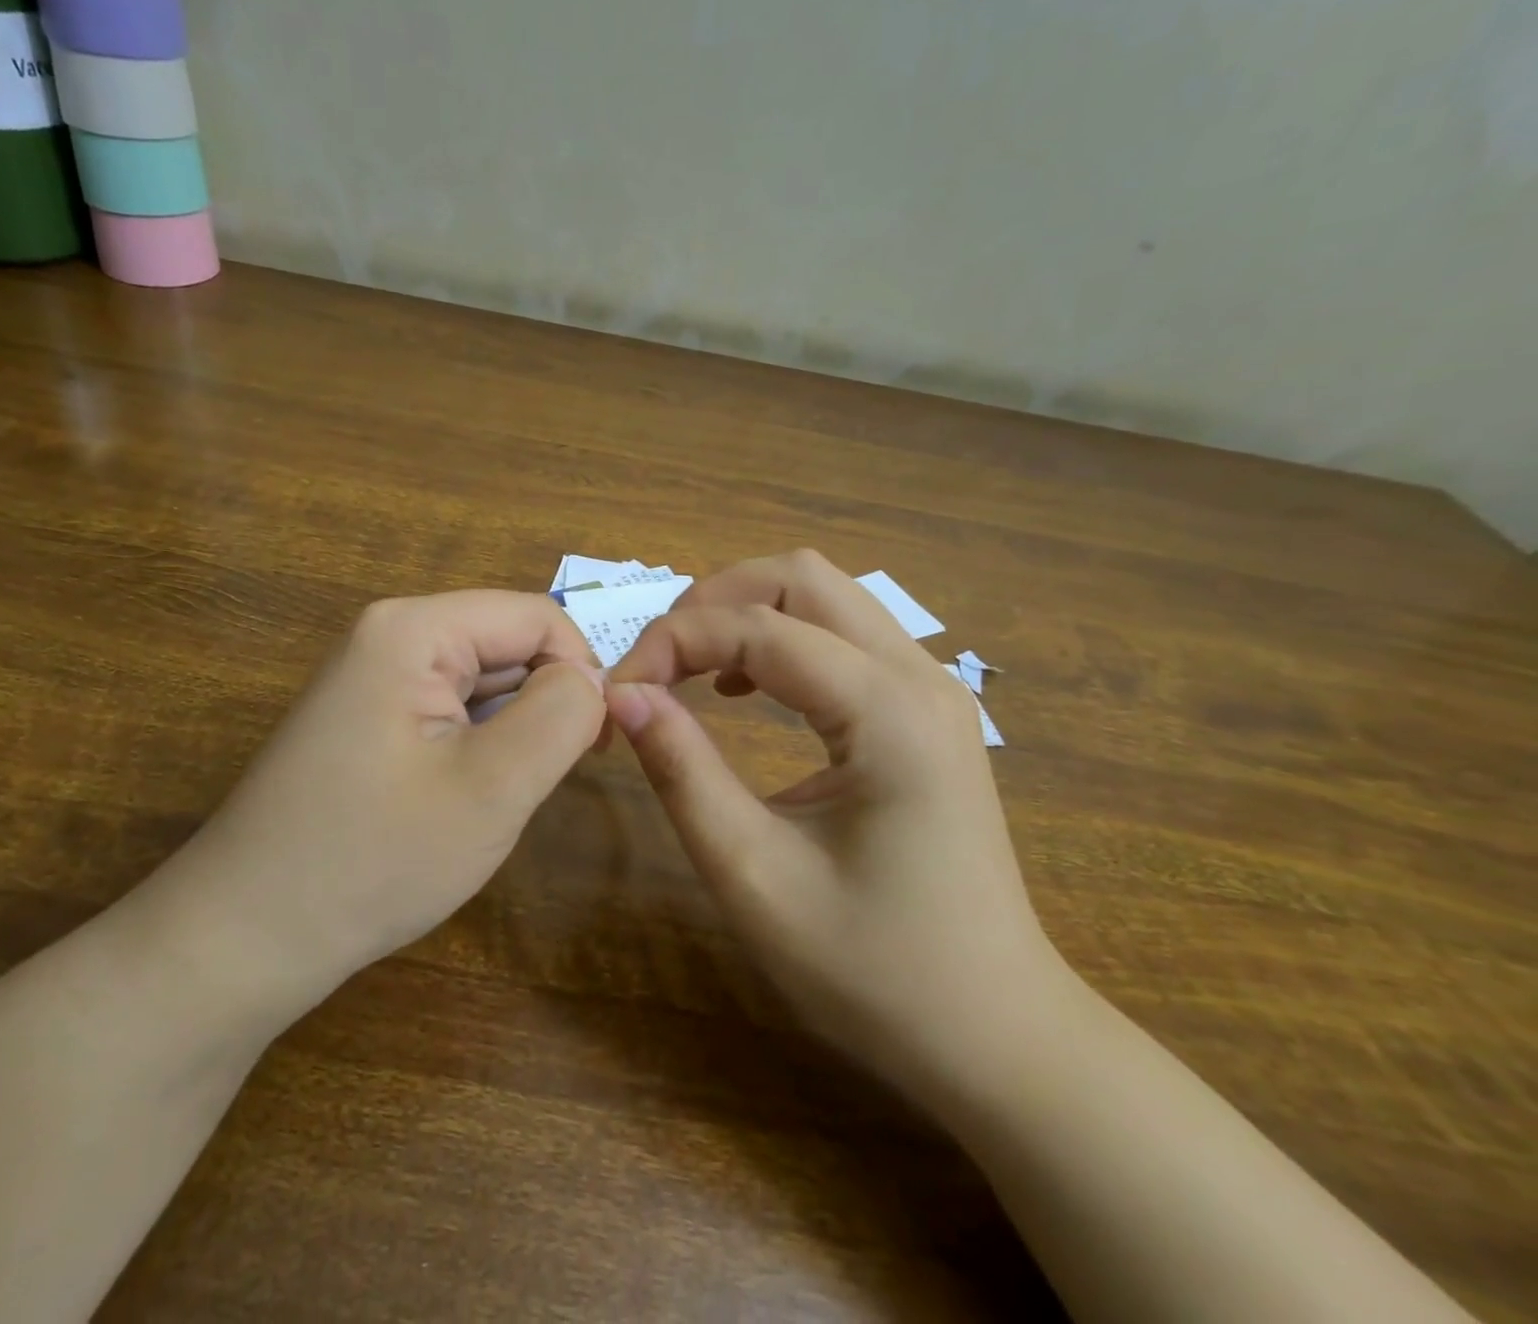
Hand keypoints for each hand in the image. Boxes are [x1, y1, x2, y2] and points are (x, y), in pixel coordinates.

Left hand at [128, 591, 607, 1017]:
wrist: (244, 939)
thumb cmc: (373, 859)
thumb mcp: (492, 788)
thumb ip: (561, 715)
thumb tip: (594, 679)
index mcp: (413, 629)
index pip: (536, 617)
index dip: (581, 671)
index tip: (596, 746)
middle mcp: (389, 636)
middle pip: (506, 643)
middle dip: (545, 701)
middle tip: (548, 779)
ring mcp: (372, 678)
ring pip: (482, 680)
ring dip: (512, 729)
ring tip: (504, 794)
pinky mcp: (367, 718)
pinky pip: (449, 710)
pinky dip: (478, 745)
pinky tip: (466, 797)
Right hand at [606, 551, 1065, 1102]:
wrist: (994, 1033)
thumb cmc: (872, 970)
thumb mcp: (753, 875)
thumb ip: (682, 771)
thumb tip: (623, 694)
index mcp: (887, 712)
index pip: (759, 627)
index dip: (673, 642)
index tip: (617, 691)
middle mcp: (919, 675)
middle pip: (801, 576)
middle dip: (712, 601)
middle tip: (657, 664)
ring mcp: (932, 688)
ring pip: (824, 597)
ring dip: (745, 614)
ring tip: (689, 671)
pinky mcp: (925, 710)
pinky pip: (843, 635)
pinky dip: (780, 639)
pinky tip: (745, 690)